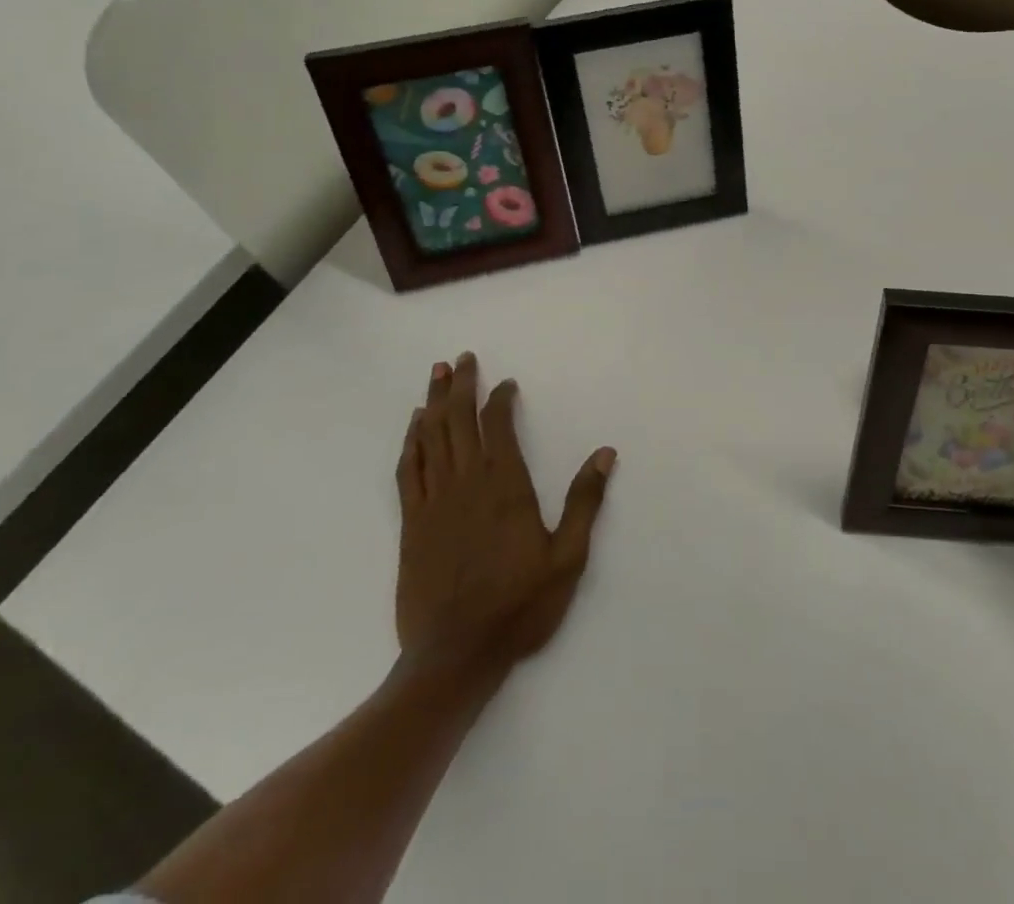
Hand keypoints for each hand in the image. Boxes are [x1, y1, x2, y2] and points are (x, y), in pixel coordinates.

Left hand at [395, 353, 615, 673]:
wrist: (456, 656)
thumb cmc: (519, 606)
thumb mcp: (567, 558)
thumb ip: (584, 502)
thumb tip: (605, 453)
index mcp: (505, 485)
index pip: (497, 425)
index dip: (500, 399)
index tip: (506, 384)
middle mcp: (467, 482)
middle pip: (460, 420)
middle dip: (461, 385)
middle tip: (461, 358)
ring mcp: (434, 501)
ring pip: (432, 437)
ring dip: (434, 402)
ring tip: (437, 374)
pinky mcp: (412, 523)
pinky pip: (409, 469)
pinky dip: (411, 441)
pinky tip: (415, 426)